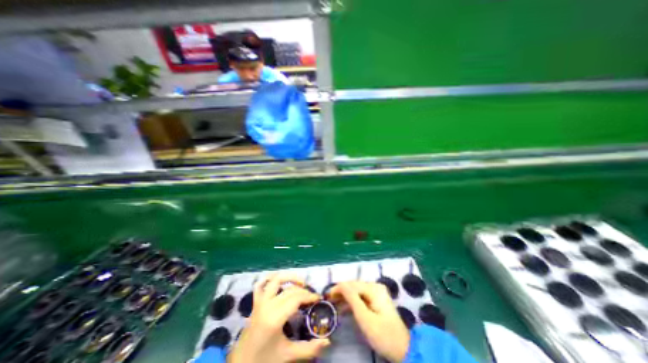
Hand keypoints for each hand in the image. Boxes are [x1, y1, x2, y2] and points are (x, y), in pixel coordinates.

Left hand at [226, 272, 329, 362]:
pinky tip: (280, 280)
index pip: (296, 298)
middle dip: (304, 290)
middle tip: (312, 297)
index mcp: (275, 317)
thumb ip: (309, 349)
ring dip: (290, 277)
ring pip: (276, 279)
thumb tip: (327, 342)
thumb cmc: (264, 360)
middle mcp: (267, 304)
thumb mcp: (288, 355)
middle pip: (290, 289)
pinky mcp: (255, 302)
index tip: (319, 299)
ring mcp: (260, 301)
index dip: (309, 296)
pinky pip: (261, 284)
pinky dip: (270, 278)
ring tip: (301, 283)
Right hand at [330, 281, 409, 362]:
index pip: (352, 284)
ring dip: (345, 298)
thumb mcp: (365, 318)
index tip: (327, 296)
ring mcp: (377, 294)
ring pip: (356, 292)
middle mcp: (375, 287)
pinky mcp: (377, 301)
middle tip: (328, 301)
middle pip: (354, 287)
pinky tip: (343, 309)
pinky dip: (352, 303)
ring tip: (333, 305)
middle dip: (341, 292)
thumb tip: (340, 284)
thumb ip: (352, 299)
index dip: (338, 288)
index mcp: (374, 289)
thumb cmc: (383, 335)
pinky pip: (361, 298)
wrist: (403, 350)